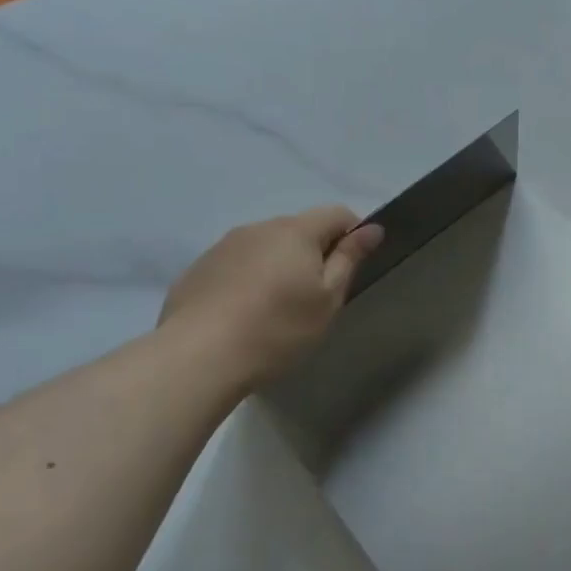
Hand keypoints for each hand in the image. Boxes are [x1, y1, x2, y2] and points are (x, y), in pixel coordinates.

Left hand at [159, 207, 383, 388]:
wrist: (199, 356)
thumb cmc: (278, 328)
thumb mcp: (327, 299)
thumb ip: (349, 259)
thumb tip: (372, 229)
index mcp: (295, 231)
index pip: (336, 213)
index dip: (353, 234)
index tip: (352, 268)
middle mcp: (258, 228)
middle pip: (299, 229)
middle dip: (314, 253)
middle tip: (316, 297)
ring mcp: (223, 246)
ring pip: (266, 247)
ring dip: (280, 266)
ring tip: (277, 309)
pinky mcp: (198, 269)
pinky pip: (237, 265)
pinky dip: (250, 280)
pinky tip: (244, 315)